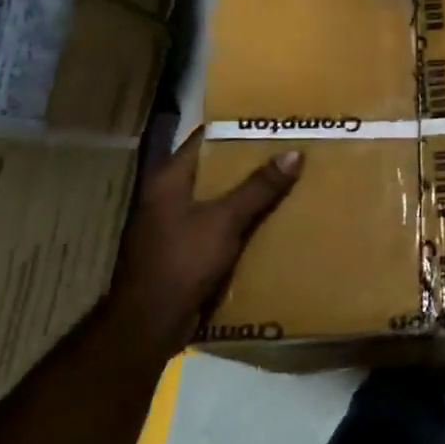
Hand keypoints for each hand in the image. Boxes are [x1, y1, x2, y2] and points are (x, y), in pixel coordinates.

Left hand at [108, 128, 301, 357]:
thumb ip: (258, 187)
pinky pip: (219, 224)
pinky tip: (271, 219)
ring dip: (247, 192)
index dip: (236, 127)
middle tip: (289, 149)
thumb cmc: (182, 261)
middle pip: (214, 168)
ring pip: (218, 197)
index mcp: (169, 178)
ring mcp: (175, 223)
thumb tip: (294, 152)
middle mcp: (169, 195)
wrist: (150, 323)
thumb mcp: (225, 220)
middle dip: (249, 161)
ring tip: (287, 179)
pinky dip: (241, 219)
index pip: (205, 138)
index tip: (271, 121)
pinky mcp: (185, 249)